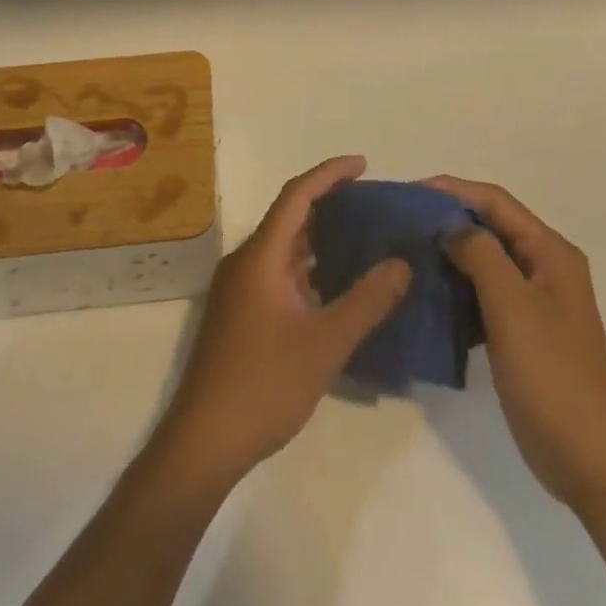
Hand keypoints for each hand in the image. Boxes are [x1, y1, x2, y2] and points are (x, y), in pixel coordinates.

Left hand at [156, 155, 410, 484]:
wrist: (204, 441)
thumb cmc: (264, 385)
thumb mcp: (325, 343)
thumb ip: (367, 300)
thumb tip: (401, 263)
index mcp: (261, 255)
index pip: (297, 195)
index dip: (329, 174)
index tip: (363, 164)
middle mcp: (246, 261)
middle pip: (289, 216)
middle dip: (329, 203)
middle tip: (371, 203)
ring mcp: (239, 288)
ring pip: (284, 247)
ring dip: (319, 237)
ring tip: (362, 238)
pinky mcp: (239, 313)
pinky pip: (278, 272)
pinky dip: (307, 267)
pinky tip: (335, 285)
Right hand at [426, 176, 605, 511]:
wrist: (592, 464)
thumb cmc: (553, 377)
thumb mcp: (513, 306)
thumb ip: (480, 254)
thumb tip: (448, 224)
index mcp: (550, 252)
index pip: (495, 201)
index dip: (452, 190)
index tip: (407, 193)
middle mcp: (543, 268)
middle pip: (489, 227)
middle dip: (445, 220)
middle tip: (398, 222)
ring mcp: (533, 303)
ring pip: (483, 261)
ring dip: (447, 254)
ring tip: (403, 253)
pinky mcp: (520, 333)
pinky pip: (481, 295)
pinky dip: (455, 289)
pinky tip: (425, 295)